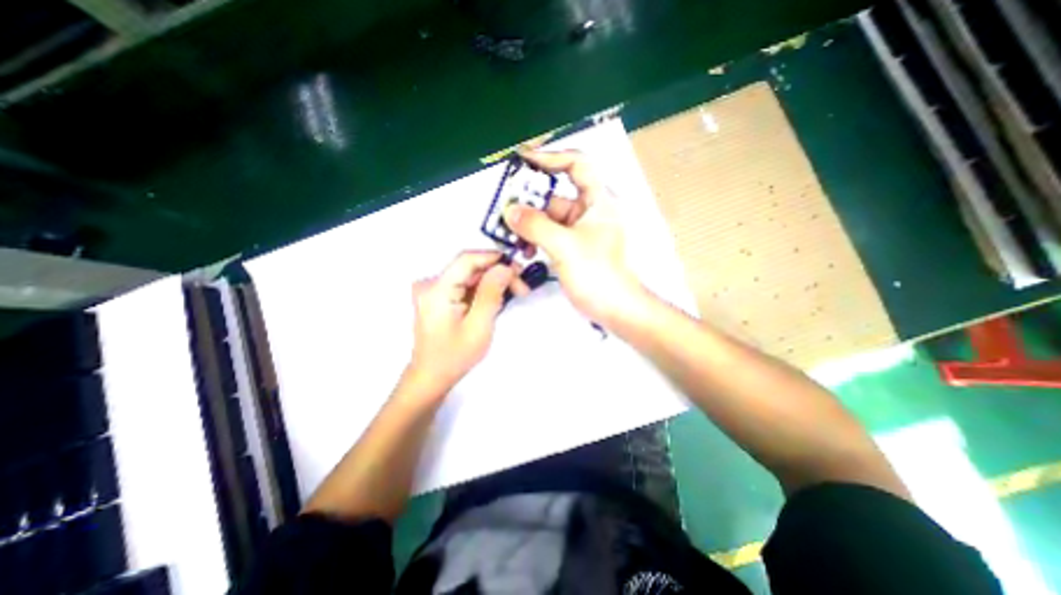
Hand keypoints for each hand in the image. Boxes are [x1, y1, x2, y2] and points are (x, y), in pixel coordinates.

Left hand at [407, 248, 519, 389]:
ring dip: (492, 283)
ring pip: (470, 276)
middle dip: (498, 274)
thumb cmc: (455, 356)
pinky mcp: (438, 297)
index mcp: (436, 289)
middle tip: (522, 287)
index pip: (467, 259)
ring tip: (513, 295)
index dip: (494, 258)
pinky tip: (496, 301)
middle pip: (470, 267)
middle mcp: (431, 284)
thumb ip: (491, 293)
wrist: (431, 376)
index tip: (518, 267)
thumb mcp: (479, 326)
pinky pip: (465, 285)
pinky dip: (482, 290)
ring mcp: (433, 290)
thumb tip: (505, 267)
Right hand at [505, 149, 647, 324]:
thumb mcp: (565, 246)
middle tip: (508, 209)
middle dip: (531, 202)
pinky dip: (537, 239)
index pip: (577, 165)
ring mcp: (581, 231)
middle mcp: (590, 212)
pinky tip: (527, 251)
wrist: (616, 308)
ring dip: (531, 225)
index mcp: (599, 201)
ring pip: (550, 217)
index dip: (551, 158)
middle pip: (556, 194)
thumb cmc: (600, 275)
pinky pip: (551, 234)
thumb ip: (536, 226)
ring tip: (514, 237)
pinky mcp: (574, 247)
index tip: (524, 161)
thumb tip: (511, 211)